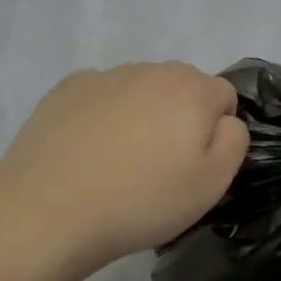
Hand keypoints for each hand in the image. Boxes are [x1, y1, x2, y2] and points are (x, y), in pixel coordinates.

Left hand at [0, 62, 249, 280]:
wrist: (47, 211)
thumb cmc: (140, 201)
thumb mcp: (211, 184)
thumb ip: (234, 141)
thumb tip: (226, 120)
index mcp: (192, 89)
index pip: (224, 97)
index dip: (216, 132)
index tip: (195, 166)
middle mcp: (152, 70)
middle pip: (182, 88)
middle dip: (180, 118)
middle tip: (160, 166)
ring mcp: (106, 76)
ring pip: (141, 90)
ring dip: (142, 114)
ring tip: (119, 163)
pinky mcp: (67, 89)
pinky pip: (102, 96)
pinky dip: (103, 115)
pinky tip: (88, 151)